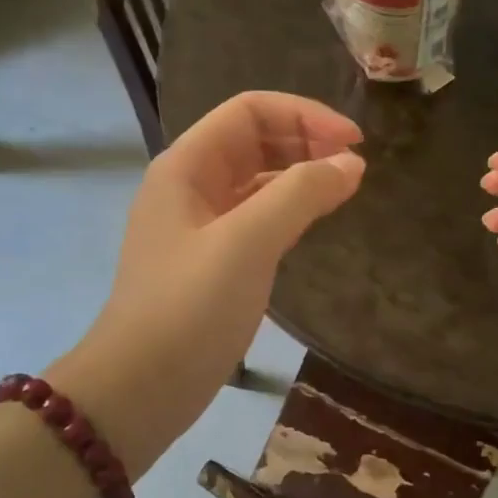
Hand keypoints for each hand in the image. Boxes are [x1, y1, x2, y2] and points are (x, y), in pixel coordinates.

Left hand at [54, 92, 364, 476]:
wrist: (142, 386)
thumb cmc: (189, 309)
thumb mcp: (247, 243)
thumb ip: (300, 195)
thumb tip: (351, 163)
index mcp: (186, 166)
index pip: (250, 111)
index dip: (305, 116)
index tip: (355, 143)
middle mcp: (191, 186)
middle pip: (254, 140)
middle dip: (305, 142)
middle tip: (355, 166)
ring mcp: (200, 225)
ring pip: (257, 180)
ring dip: (300, 175)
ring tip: (344, 189)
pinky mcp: (213, 261)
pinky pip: (256, 217)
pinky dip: (289, 211)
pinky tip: (314, 223)